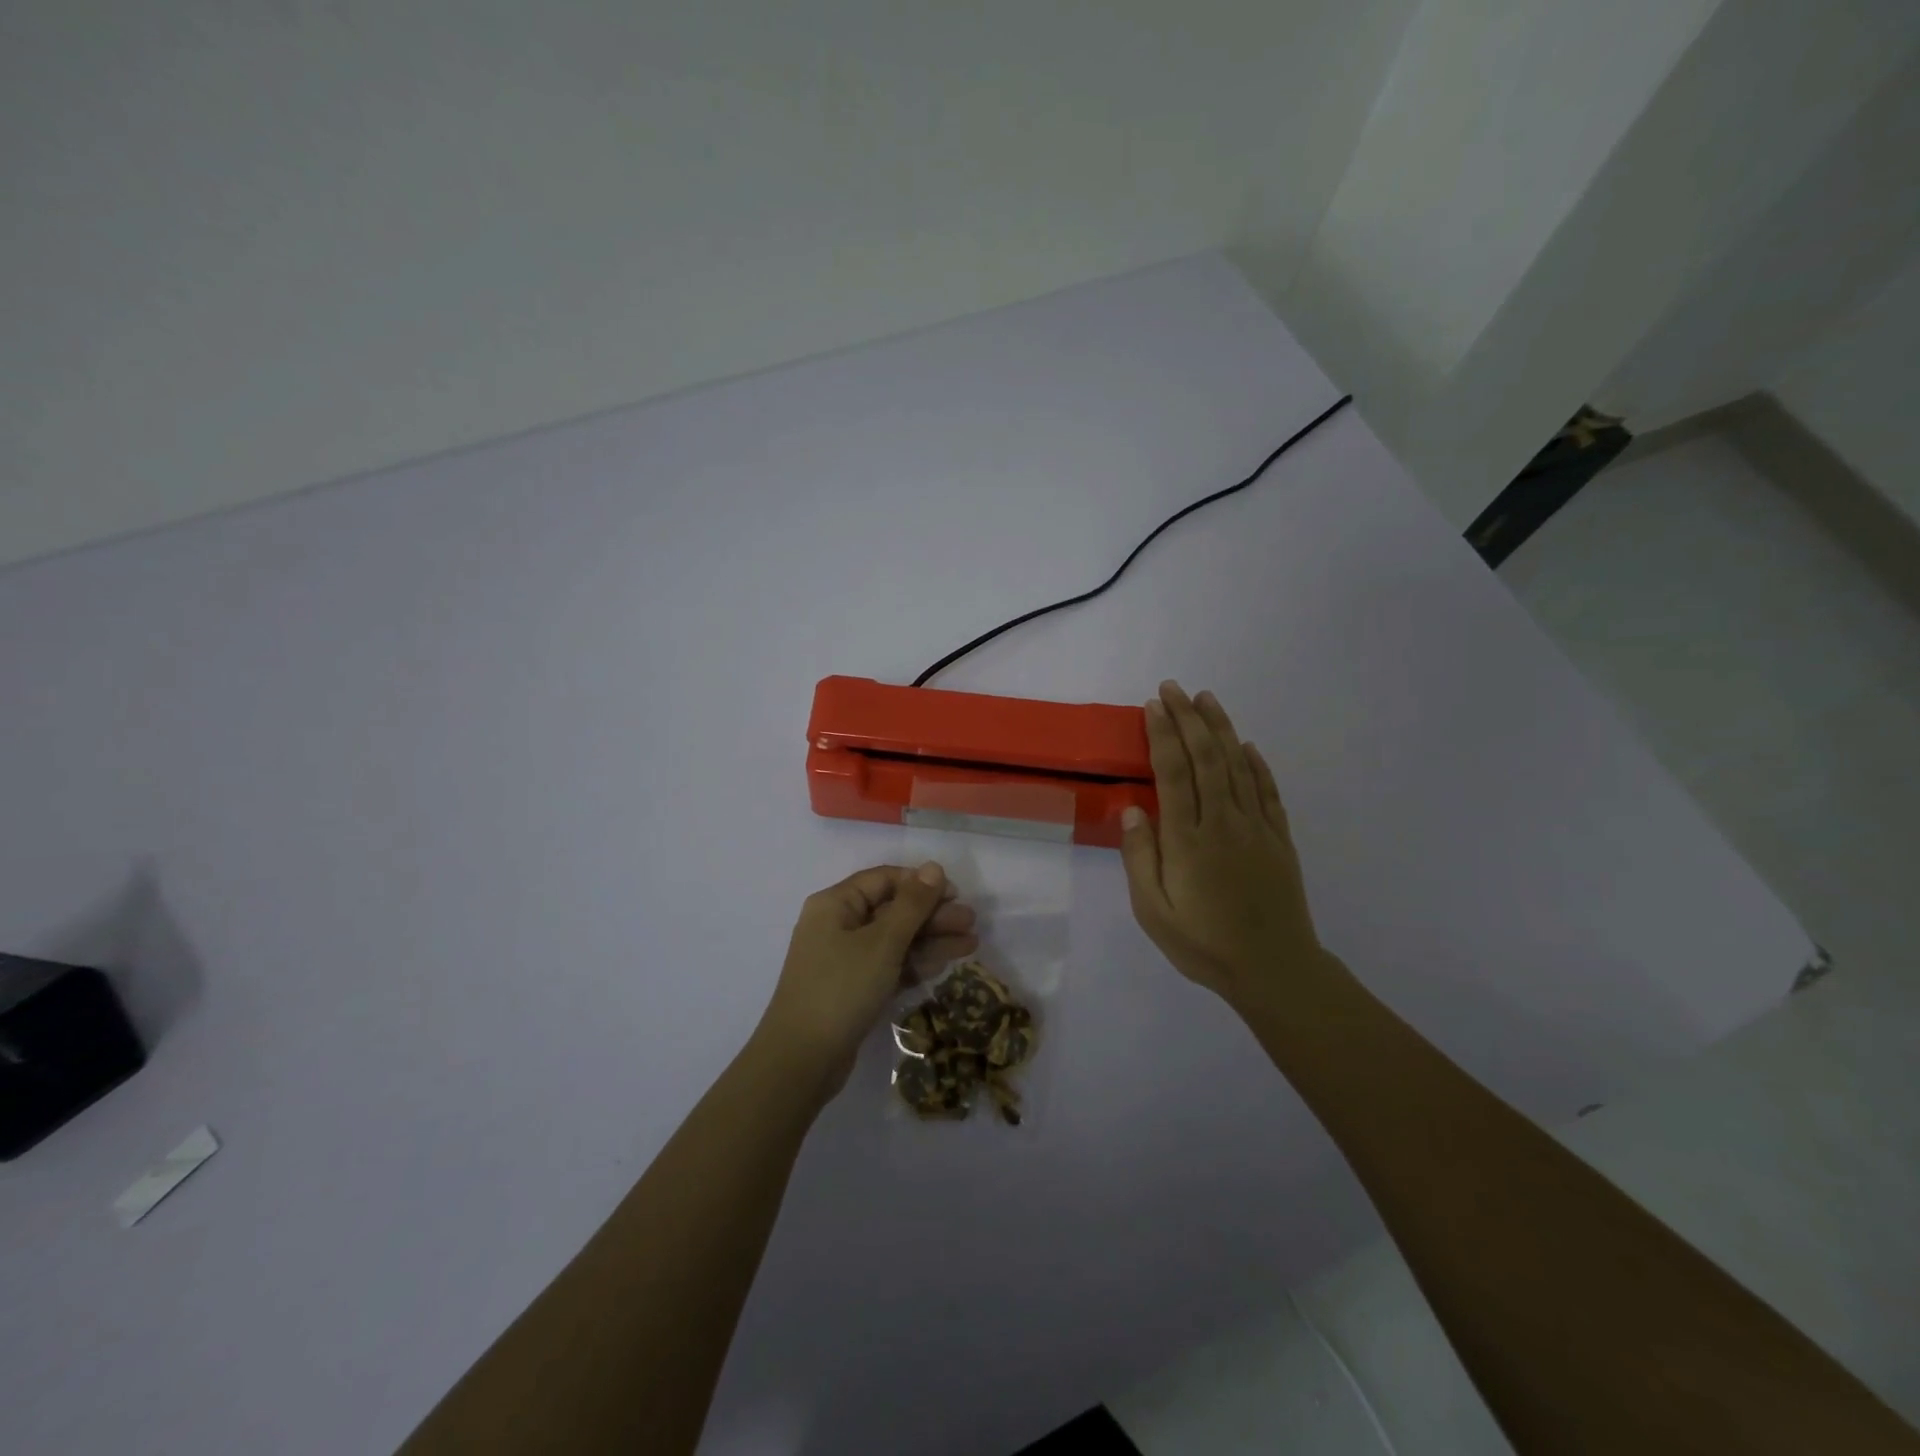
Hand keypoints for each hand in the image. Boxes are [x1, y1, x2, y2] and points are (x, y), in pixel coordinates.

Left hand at [754, 863, 978, 1102]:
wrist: (802, 1061)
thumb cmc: (841, 988)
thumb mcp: (882, 942)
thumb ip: (912, 904)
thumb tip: (933, 867)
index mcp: (835, 904)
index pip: (884, 879)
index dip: (920, 883)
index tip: (955, 894)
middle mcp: (838, 925)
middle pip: (892, 910)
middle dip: (933, 915)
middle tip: (971, 922)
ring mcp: (846, 959)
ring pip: (895, 940)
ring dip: (931, 940)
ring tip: (971, 944)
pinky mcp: (854, 988)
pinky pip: (890, 965)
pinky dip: (916, 963)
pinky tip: (946, 964)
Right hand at [1120, 681, 1324, 1007]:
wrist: (1274, 970)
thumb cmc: (1204, 944)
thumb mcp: (1153, 912)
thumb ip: (1140, 858)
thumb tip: (1133, 808)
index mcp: (1188, 839)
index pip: (1173, 772)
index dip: (1163, 734)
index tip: (1154, 705)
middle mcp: (1223, 823)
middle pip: (1206, 758)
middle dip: (1188, 719)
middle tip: (1174, 688)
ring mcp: (1256, 828)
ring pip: (1237, 766)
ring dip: (1221, 729)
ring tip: (1206, 699)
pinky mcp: (1280, 840)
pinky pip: (1267, 791)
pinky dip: (1256, 764)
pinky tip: (1246, 746)